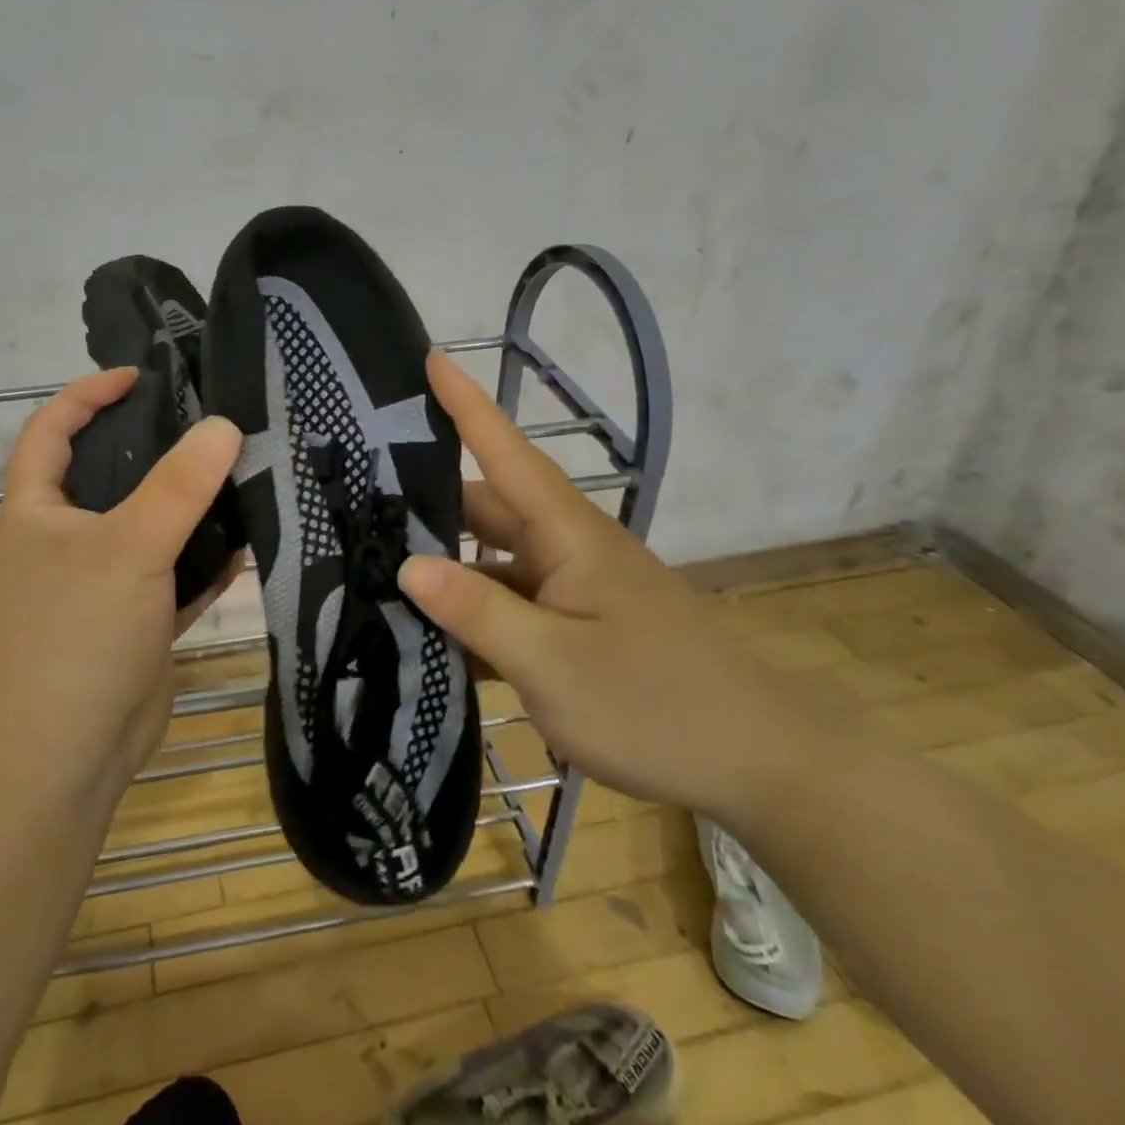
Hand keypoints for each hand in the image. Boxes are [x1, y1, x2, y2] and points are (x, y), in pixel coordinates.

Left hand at [0, 369, 242, 800]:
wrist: (68, 756)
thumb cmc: (77, 635)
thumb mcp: (129, 548)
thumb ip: (178, 486)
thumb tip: (223, 426)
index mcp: (37, 511)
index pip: (52, 429)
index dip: (89, 393)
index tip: (142, 376)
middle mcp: (64, 539)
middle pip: (109, 473)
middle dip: (156, 447)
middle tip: (211, 424)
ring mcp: (100, 581)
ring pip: (148, 525)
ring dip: (189, 506)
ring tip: (241, 473)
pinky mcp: (133, 618)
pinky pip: (172, 573)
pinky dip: (203, 560)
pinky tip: (247, 545)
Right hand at [397, 353, 820, 822]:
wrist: (766, 766)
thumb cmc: (658, 706)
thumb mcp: (552, 663)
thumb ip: (476, 611)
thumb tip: (408, 564)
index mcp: (569, 535)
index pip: (507, 452)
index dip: (467, 405)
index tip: (430, 358)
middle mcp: (569, 549)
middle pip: (488, 509)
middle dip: (428, 502)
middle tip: (358, 501)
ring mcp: (575, 591)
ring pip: (495, 561)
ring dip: (447, 566)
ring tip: (376, 566)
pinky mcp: (578, 627)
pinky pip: (512, 604)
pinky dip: (474, 612)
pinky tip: (429, 634)